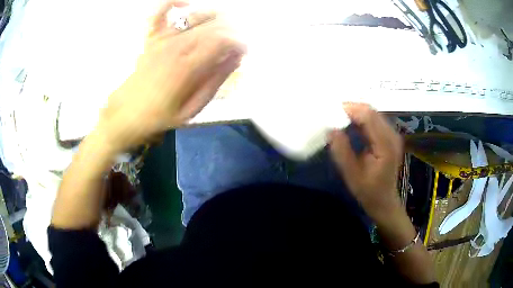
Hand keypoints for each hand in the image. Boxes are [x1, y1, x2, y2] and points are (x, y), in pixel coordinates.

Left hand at [97, 1, 245, 151]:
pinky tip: (186, 5)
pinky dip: (173, 3)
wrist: (126, 113)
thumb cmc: (160, 115)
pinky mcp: (151, 37)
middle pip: (214, 25)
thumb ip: (215, 81)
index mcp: (188, 67)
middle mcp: (177, 46)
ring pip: (195, 14)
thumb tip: (235, 59)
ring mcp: (162, 39)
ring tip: (222, 26)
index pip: (224, 40)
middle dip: (233, 30)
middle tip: (235, 43)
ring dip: (215, 16)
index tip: (244, 51)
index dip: (240, 42)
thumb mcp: (192, 109)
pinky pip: (160, 12)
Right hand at [329, 103, 402, 220]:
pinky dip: (362, 118)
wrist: (384, 201)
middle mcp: (392, 136)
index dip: (351, 110)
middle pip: (372, 112)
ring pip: (373, 113)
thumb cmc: (369, 192)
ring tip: (339, 116)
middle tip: (333, 112)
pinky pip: (375, 120)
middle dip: (352, 108)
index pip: (369, 117)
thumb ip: (342, 151)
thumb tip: (330, 129)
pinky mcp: (389, 137)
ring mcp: (392, 135)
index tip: (331, 110)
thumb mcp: (352, 175)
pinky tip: (350, 122)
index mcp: (385, 145)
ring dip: (356, 112)